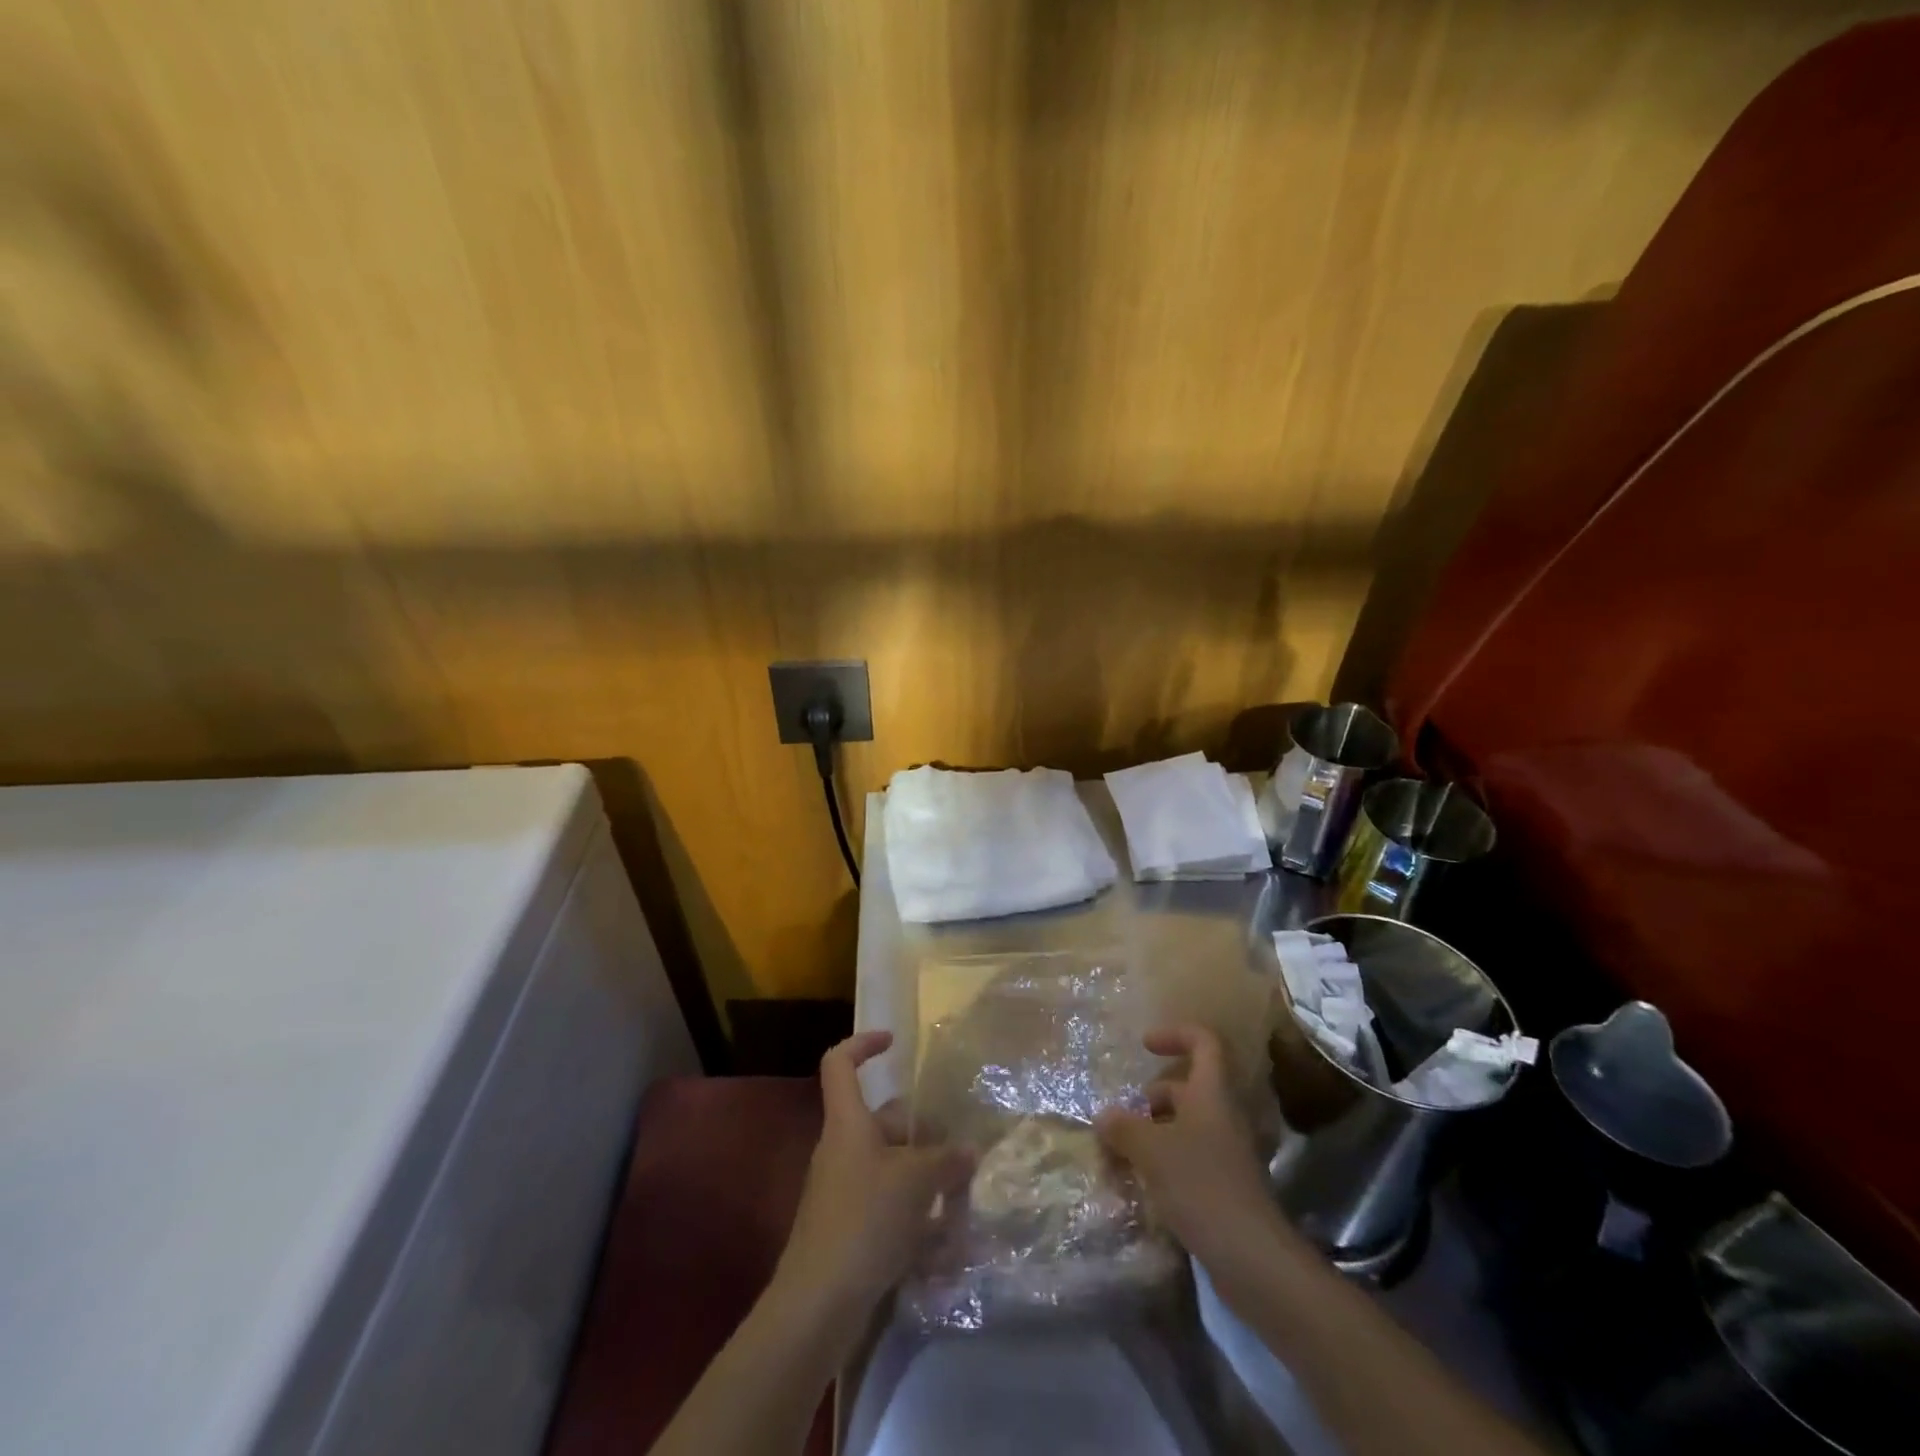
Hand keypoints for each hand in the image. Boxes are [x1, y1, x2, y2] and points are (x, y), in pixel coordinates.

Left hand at [773, 1031, 972, 1321]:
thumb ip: (947, 1160)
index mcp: (848, 1123)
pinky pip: (888, 1209)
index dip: (863, 1044)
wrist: (818, 1305)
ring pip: (892, 1168)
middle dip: (924, 1132)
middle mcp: (842, 1149)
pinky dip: (916, 1220)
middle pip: (884, 1122)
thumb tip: (970, 1149)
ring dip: (927, 1180)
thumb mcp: (916, 1182)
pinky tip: (948, 1247)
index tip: (895, 1042)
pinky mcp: (850, 1230)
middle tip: (962, 1148)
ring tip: (964, 1199)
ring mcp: (844, 1191)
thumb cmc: (865, 1220)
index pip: (840, 1064)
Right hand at [1095, 1025, 1294, 1276]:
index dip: (1175, 1034)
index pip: (1203, 1042)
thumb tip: (1104, 1115)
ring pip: (1188, 1123)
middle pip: (1189, 1086)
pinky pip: (1192, 1155)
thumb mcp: (1151, 1151)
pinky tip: (1144, 1182)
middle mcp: (1223, 1114)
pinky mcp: (1227, 1184)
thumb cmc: (1201, 1186)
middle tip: (1124, 1114)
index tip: (1144, 1045)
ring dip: (1156, 1129)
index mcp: (1211, 1092)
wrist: (1253, 1258)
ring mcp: (1228, 1151)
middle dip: (1154, 1095)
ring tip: (1124, 1150)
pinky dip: (1167, 1159)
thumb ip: (1123, 1127)